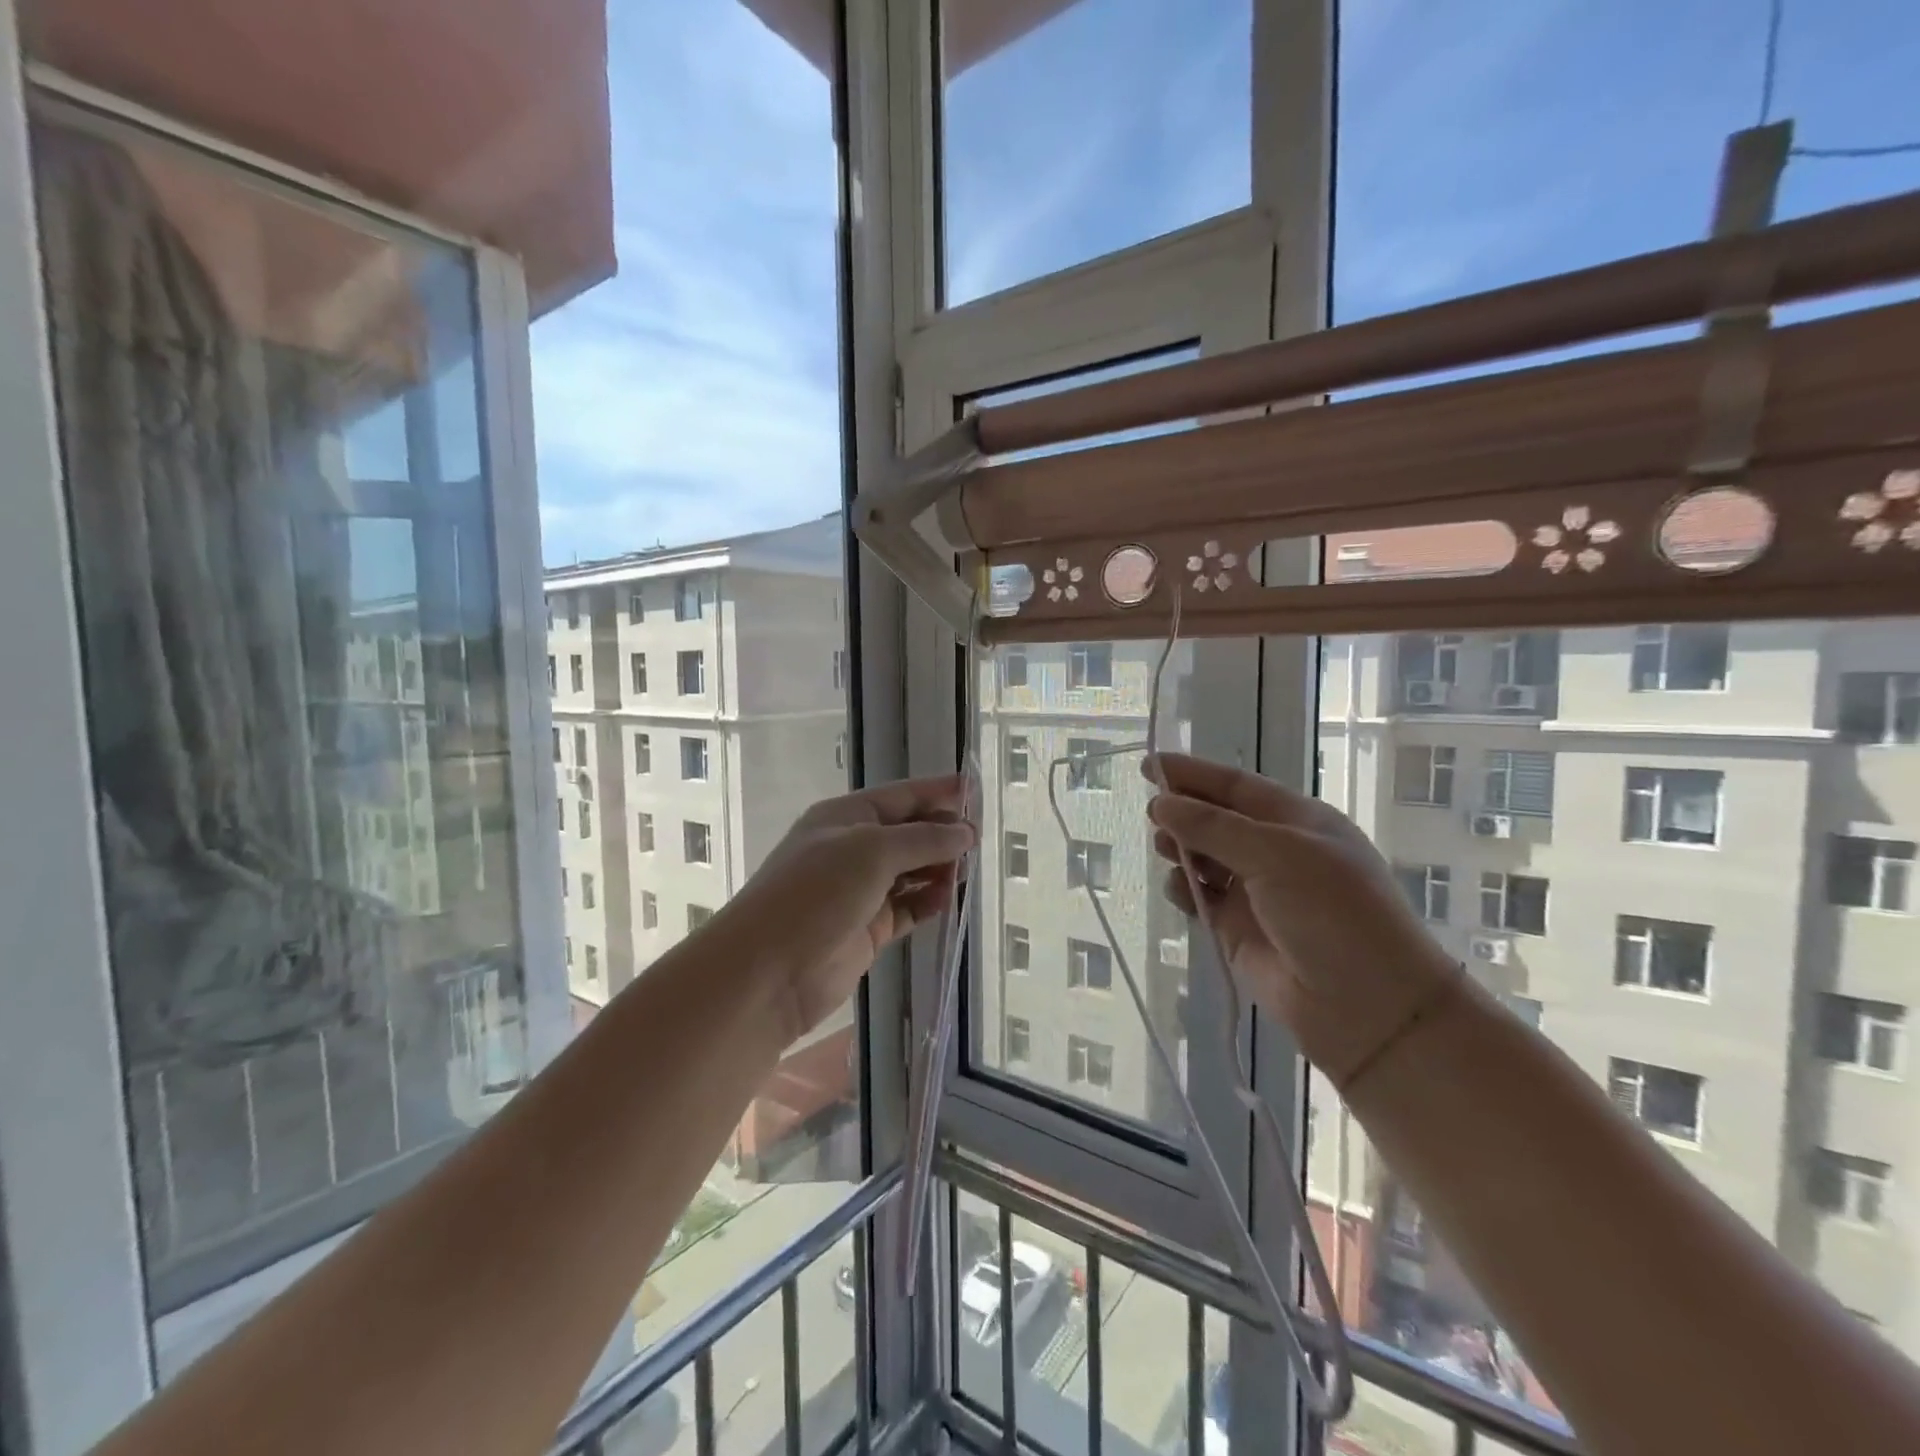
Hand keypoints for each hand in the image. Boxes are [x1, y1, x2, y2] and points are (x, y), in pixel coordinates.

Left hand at [719, 775, 975, 1043]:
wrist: (770, 970)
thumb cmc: (817, 893)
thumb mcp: (873, 851)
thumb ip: (924, 839)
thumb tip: (965, 833)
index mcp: (845, 816)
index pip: (901, 796)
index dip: (938, 791)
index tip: (976, 790)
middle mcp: (852, 849)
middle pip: (907, 833)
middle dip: (942, 833)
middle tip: (979, 842)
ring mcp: (859, 891)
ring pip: (910, 871)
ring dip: (938, 869)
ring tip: (966, 872)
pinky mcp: (867, 929)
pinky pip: (907, 908)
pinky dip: (928, 902)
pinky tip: (947, 900)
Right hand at [1145, 753, 1458, 1087]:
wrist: (1367, 1008)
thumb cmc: (1333, 913)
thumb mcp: (1276, 855)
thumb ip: (1213, 827)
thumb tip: (1160, 803)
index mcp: (1295, 821)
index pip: (1234, 786)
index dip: (1192, 773)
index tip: (1148, 765)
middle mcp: (1274, 851)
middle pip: (1215, 819)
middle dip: (1183, 813)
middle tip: (1153, 815)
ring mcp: (1255, 891)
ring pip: (1203, 857)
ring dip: (1180, 849)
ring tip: (1164, 850)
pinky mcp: (1237, 929)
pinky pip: (1200, 897)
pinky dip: (1184, 889)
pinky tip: (1179, 890)